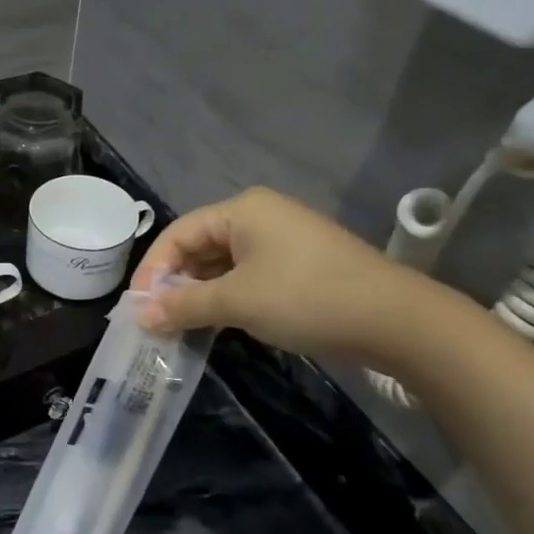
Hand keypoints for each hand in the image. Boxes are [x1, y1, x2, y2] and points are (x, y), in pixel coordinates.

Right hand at [131, 187, 437, 364]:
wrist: (396, 320)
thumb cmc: (306, 297)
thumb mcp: (238, 301)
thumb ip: (184, 305)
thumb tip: (138, 315)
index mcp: (242, 209)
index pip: (178, 233)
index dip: (152, 269)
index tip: (137, 307)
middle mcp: (259, 215)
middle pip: (199, 245)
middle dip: (175, 282)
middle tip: (157, 319)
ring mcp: (282, 240)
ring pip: (223, 263)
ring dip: (200, 292)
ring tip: (181, 324)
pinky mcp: (299, 264)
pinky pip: (247, 274)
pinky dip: (227, 296)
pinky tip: (217, 321)